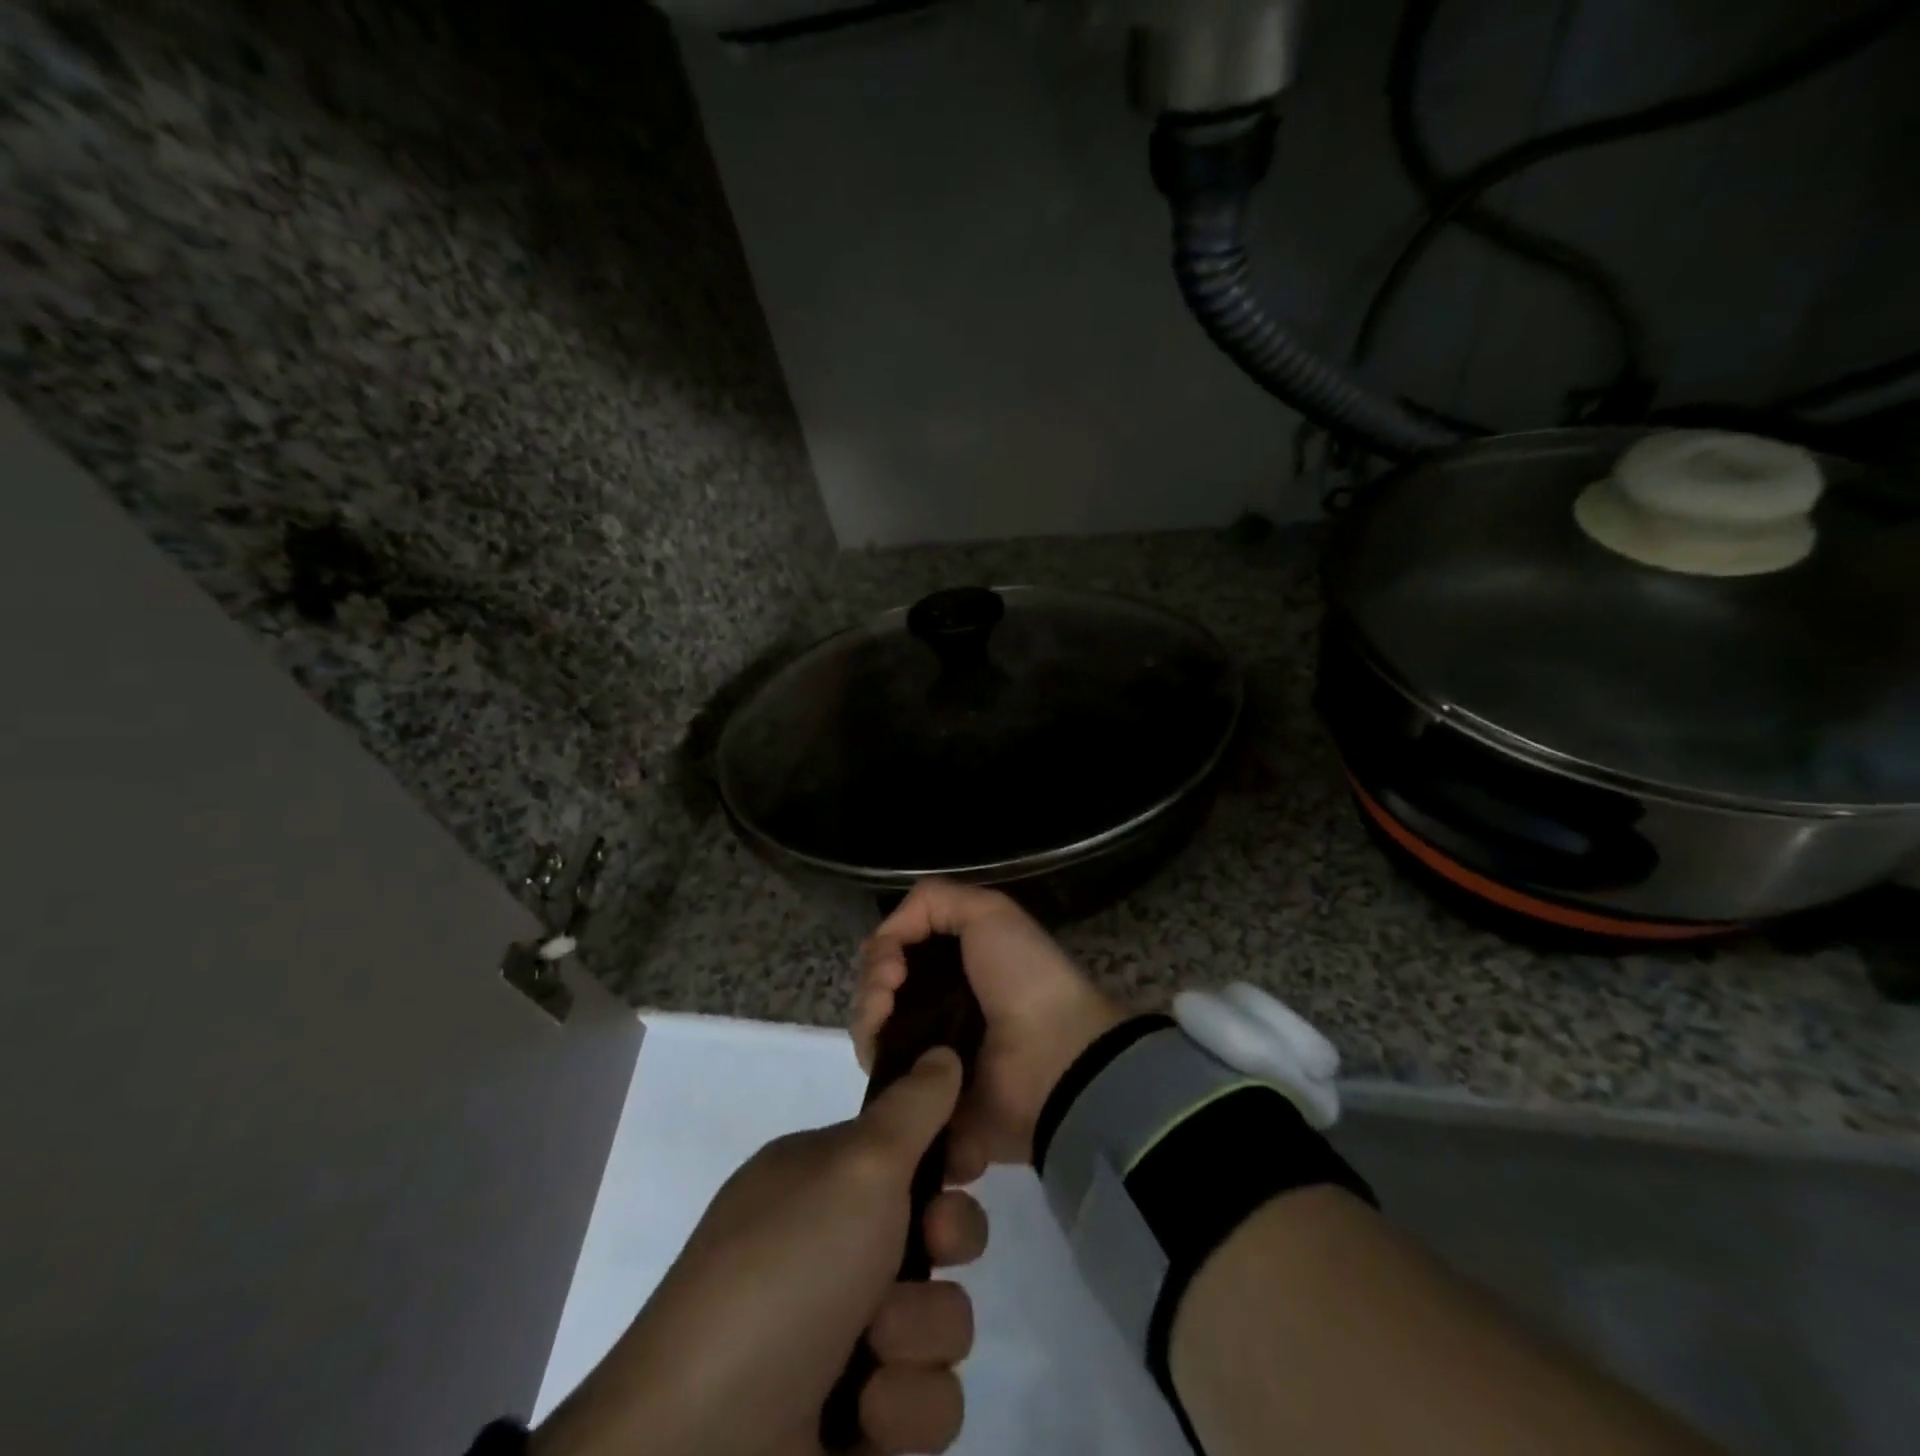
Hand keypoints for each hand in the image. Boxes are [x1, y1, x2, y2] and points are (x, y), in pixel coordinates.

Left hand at [534, 1048, 987, 1455]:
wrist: (700, 1447)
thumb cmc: (785, 1272)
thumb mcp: (855, 1167)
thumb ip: (912, 1107)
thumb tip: (942, 1050)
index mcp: (826, 1180)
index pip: (910, 1146)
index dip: (950, 1152)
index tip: (969, 1161)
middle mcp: (839, 1247)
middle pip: (941, 1227)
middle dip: (951, 1237)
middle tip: (933, 1243)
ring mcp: (849, 1336)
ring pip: (943, 1318)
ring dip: (917, 1334)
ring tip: (871, 1353)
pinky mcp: (861, 1421)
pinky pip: (928, 1402)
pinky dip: (901, 1409)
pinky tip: (859, 1417)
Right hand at [854, 881, 1124, 1176]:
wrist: (1053, 1055)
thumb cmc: (1024, 976)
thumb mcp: (989, 911)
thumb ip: (931, 901)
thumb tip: (887, 934)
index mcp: (955, 963)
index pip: (896, 952)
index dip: (883, 949)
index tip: (894, 960)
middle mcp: (938, 1003)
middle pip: (878, 987)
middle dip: (872, 980)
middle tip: (890, 985)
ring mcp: (928, 1052)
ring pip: (872, 1028)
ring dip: (868, 1013)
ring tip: (886, 1012)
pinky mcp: (923, 1095)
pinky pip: (882, 1075)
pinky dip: (875, 1055)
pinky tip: (886, 1048)